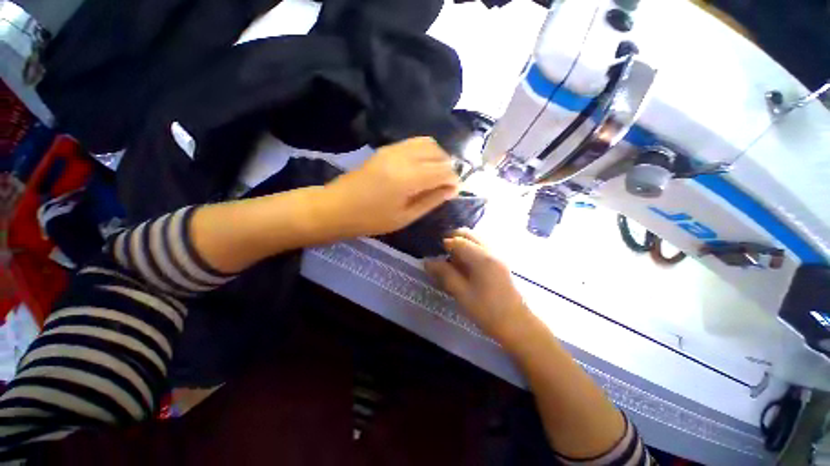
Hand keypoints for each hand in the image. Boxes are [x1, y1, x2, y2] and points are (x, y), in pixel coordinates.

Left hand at [323, 137, 458, 237]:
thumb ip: (431, 200)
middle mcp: (403, 157)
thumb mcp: (405, 217)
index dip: (453, 180)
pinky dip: (424, 152)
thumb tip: (452, 190)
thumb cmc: (371, 219)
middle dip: (448, 167)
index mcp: (409, 178)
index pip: (443, 170)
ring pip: (427, 143)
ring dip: (437, 157)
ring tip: (435, 175)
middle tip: (445, 185)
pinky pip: (413, 143)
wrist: (337, 207)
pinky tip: (421, 167)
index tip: (454, 191)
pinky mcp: (386, 148)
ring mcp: (393, 149)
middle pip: (438, 153)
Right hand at [424, 229, 532, 345]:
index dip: (445, 243)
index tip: (434, 251)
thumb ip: (445, 274)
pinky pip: (482, 248)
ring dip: (462, 244)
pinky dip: (470, 250)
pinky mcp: (500, 263)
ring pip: (476, 240)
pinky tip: (464, 265)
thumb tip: (428, 262)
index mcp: (482, 258)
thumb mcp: (461, 293)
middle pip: (470, 235)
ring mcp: (498, 256)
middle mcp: (491, 251)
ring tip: (452, 259)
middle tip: (442, 251)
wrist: (517, 325)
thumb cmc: (487, 311)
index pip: (459, 241)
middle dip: (454, 238)